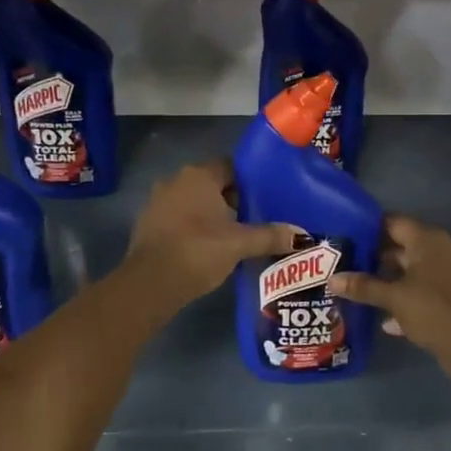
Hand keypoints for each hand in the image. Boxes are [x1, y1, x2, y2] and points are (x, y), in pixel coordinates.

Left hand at [123, 161, 295, 307]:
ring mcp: (158, 201)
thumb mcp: (240, 244)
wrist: (150, 284)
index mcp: (199, 175)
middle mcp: (176, 180)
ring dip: (212, 215)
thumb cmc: (198, 251)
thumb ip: (270, 236)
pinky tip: (208, 247)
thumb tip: (302, 236)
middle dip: (233, 200)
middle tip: (255, 219)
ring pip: (195, 202)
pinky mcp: (148, 223)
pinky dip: (194, 227)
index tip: (266, 199)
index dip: (250, 182)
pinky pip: (179, 218)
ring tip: (235, 236)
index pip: (231, 167)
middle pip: (213, 184)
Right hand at [329, 216, 450, 367]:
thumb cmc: (431, 308)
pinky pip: (421, 293)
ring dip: (388, 281)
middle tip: (346, 263)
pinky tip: (384, 319)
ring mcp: (448, 275)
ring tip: (358, 288)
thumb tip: (332, 279)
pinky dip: (404, 301)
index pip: (393, 223)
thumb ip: (363, 286)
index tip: (346, 236)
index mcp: (427, 240)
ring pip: (411, 272)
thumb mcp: (393, 296)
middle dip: (375, 257)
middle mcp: (439, 251)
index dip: (369, 228)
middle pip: (401, 247)